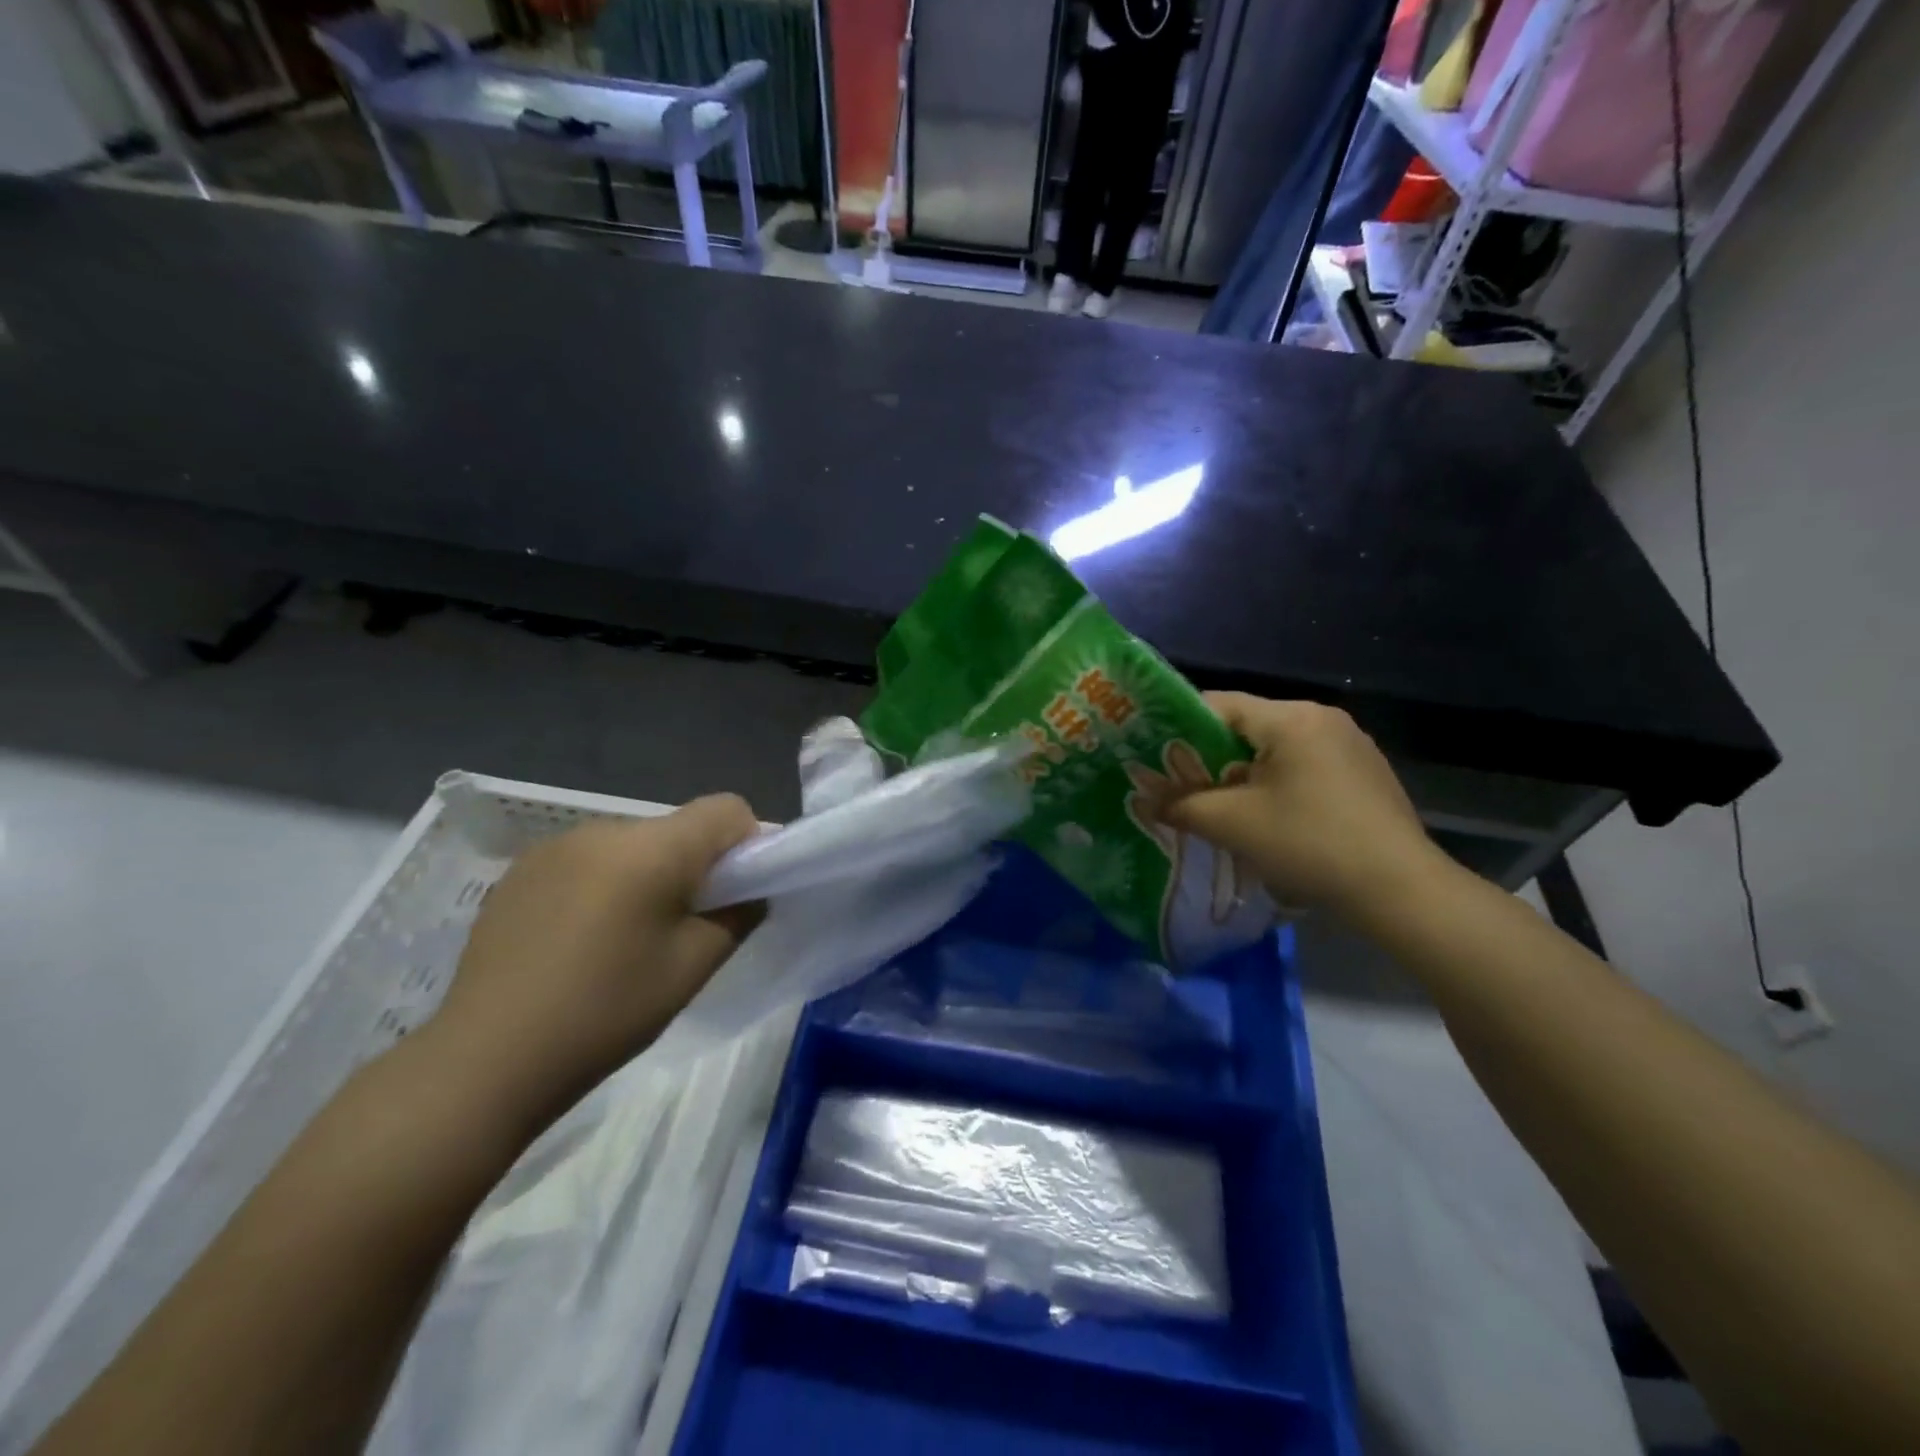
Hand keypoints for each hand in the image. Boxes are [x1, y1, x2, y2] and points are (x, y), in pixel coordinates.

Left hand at [428, 795, 763, 1126]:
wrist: (484, 1060)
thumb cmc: (605, 1013)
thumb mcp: (692, 967)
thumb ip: (738, 915)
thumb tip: (750, 890)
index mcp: (651, 849)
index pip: (726, 809)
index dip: (746, 843)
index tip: (737, 893)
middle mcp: (604, 830)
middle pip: (678, 828)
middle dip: (695, 865)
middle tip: (684, 927)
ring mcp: (556, 847)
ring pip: (633, 844)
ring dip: (647, 874)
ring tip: (626, 938)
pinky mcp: (521, 870)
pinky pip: (589, 860)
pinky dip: (604, 884)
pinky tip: (580, 940)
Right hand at [1160, 694, 1444, 924]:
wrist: (1399, 889)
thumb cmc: (1309, 844)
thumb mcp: (1232, 824)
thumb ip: (1181, 805)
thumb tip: (1147, 800)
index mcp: (1292, 718)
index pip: (1219, 704)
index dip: (1179, 727)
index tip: (1155, 755)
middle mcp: (1323, 717)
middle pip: (1248, 726)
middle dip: (1210, 755)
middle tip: (1182, 786)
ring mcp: (1350, 744)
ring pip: (1275, 747)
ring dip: (1243, 772)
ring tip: (1221, 806)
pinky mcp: (1365, 771)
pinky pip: (1304, 764)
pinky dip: (1277, 782)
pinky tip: (1271, 817)